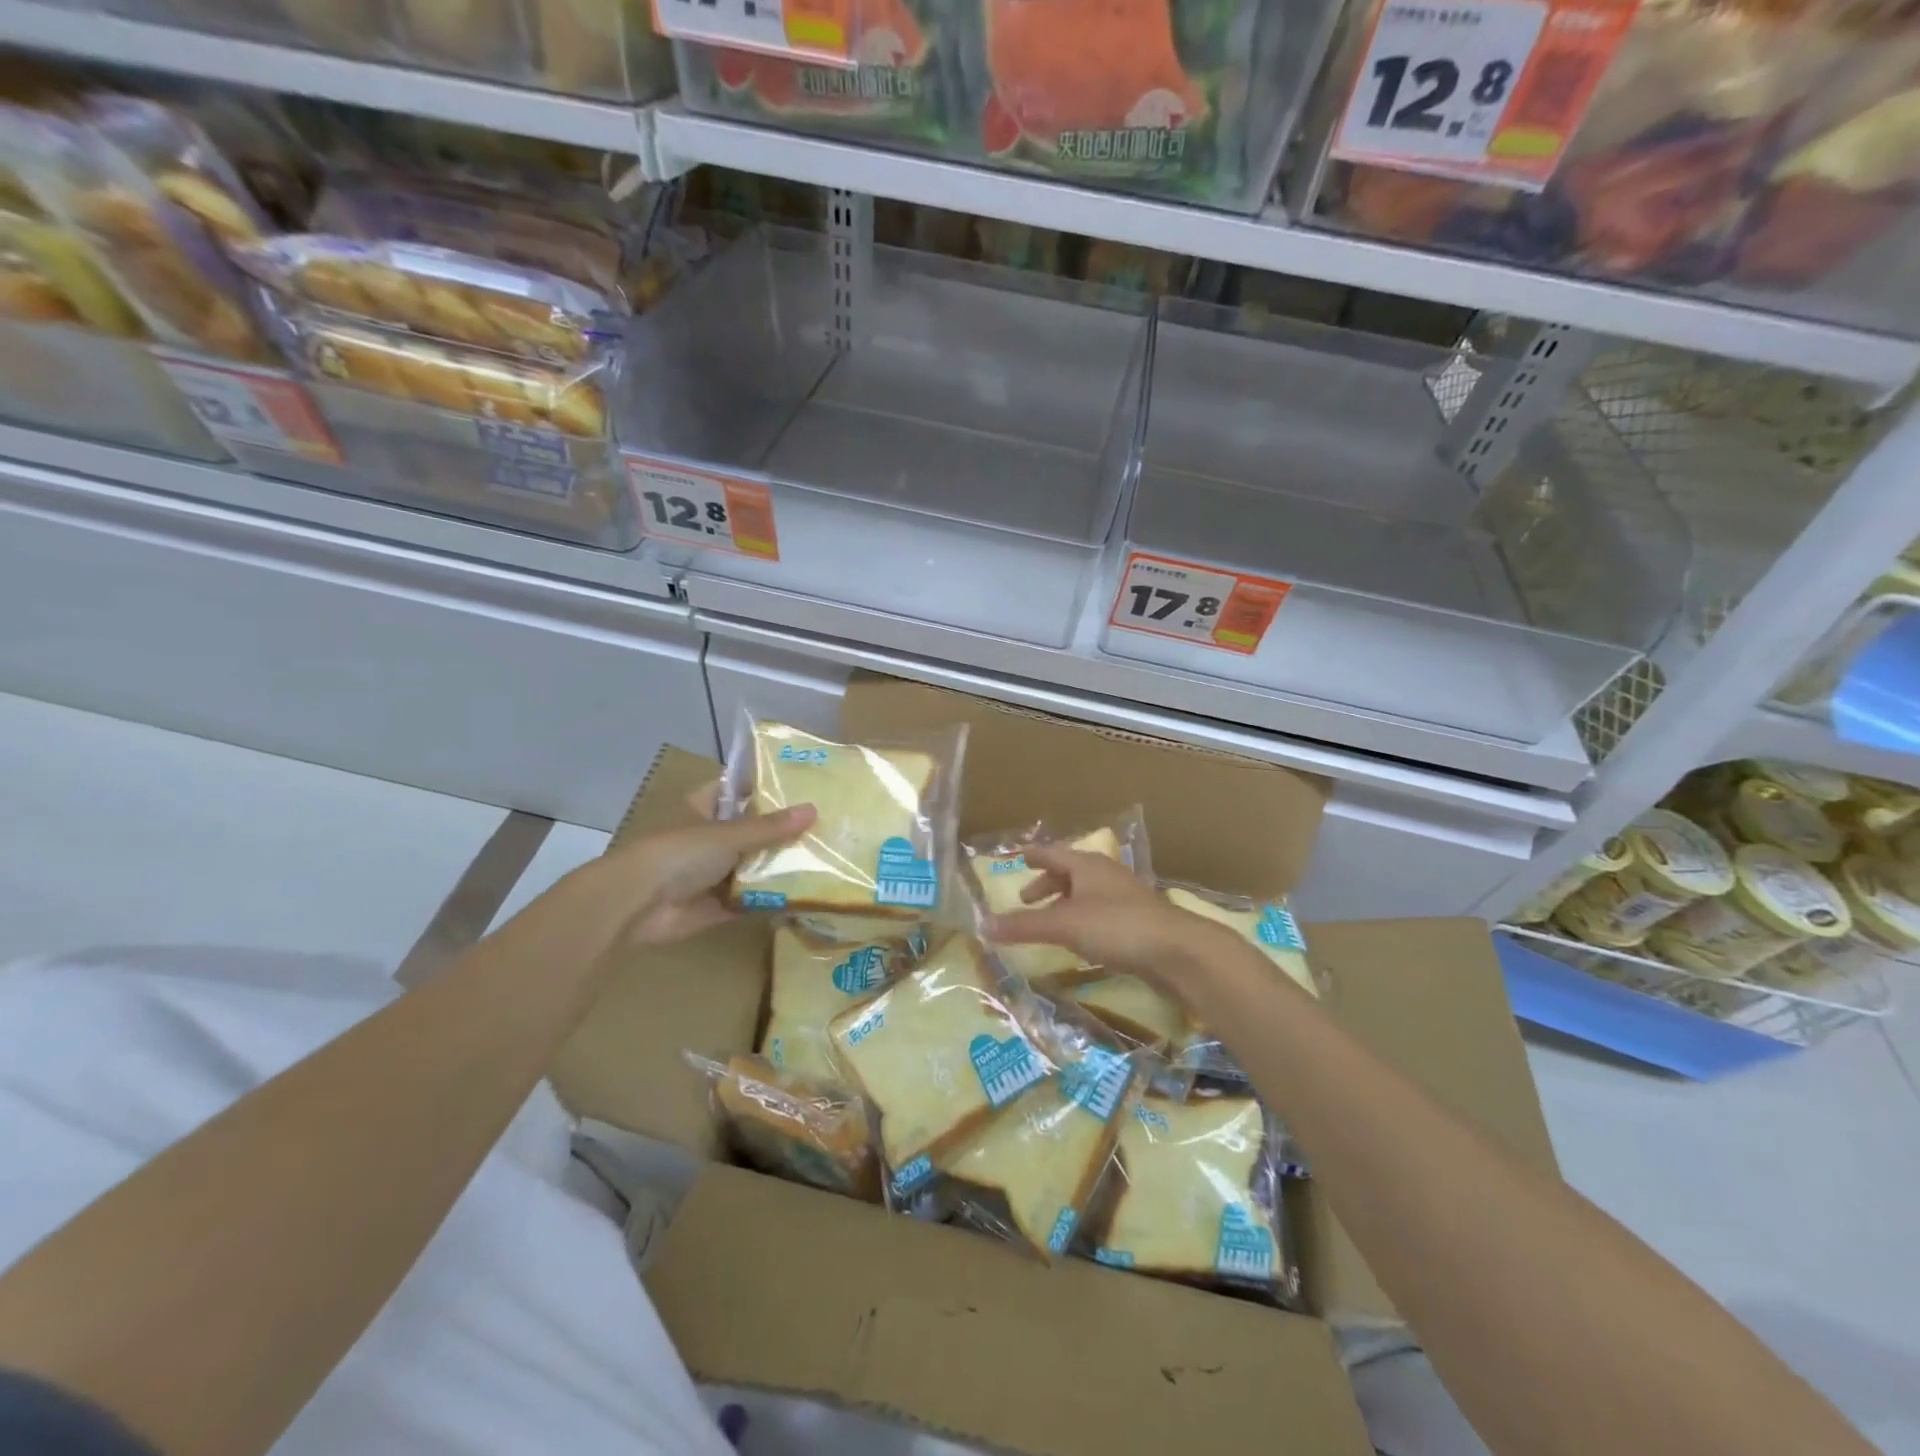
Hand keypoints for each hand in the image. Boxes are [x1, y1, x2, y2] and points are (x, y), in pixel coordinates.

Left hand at [588, 783, 815, 947]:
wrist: (637, 906)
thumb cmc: (679, 854)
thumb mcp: (729, 834)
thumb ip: (770, 827)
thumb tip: (813, 809)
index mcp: (703, 808)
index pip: (737, 789)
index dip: (765, 785)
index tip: (803, 783)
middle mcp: (708, 837)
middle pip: (751, 829)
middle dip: (782, 829)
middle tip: (827, 823)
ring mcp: (712, 873)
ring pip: (753, 864)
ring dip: (781, 864)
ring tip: (827, 857)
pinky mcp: (718, 905)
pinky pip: (752, 898)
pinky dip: (774, 897)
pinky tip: (808, 893)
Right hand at [983, 844, 1240, 990]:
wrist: (1178, 951)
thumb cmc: (1117, 927)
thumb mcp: (1064, 925)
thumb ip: (1024, 926)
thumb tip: (983, 925)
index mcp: (1088, 865)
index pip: (1053, 852)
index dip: (1035, 855)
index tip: (1019, 857)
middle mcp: (1106, 875)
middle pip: (1071, 872)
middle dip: (1047, 884)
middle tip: (1027, 899)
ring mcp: (1125, 898)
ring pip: (1087, 894)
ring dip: (1065, 904)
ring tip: (1049, 922)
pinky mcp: (1138, 923)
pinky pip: (1101, 914)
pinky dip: (1082, 920)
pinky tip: (1080, 941)